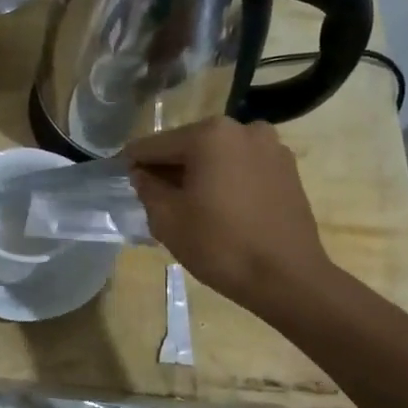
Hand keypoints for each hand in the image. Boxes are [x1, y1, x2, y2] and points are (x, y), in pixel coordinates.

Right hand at [127, 117, 331, 311]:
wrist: (288, 278)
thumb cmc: (220, 246)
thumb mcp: (168, 219)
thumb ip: (148, 189)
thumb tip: (142, 174)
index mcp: (210, 135)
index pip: (156, 145)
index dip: (134, 162)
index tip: (120, 176)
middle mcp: (242, 129)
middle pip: (189, 145)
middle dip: (169, 167)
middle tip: (153, 195)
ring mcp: (270, 147)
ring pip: (218, 155)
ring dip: (199, 172)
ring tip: (187, 204)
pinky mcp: (287, 168)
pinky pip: (242, 166)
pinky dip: (225, 179)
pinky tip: (219, 206)